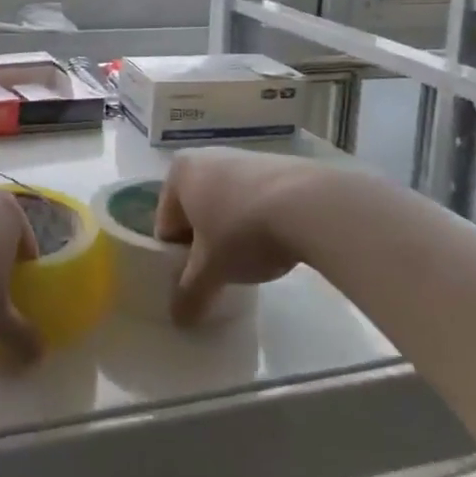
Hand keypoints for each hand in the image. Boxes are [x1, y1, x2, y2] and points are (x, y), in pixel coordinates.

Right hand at [155, 149, 326, 325]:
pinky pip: (254, 198)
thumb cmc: (243, 230)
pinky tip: (276, 241)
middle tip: (223, 271)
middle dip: (205, 243)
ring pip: (225, 204)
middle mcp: (206, 156)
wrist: (309, 205)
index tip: (197, 280)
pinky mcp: (275, 164)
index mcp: (179, 173)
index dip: (178, 259)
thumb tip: (178, 319)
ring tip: (252, 259)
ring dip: (232, 231)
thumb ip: (190, 294)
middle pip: (195, 212)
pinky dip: (258, 219)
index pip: (166, 225)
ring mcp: (243, 157)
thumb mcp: (212, 270)